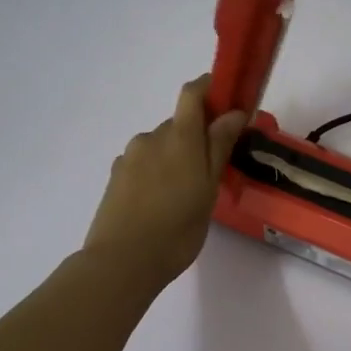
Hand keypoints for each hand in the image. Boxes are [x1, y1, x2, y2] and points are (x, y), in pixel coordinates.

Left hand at [83, 75, 247, 289]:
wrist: (121, 262)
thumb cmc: (177, 229)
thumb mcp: (208, 189)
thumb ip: (218, 147)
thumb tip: (233, 112)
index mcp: (178, 137)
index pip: (192, 93)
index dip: (211, 88)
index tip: (230, 101)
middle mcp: (151, 138)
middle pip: (179, 123)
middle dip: (198, 137)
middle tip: (215, 169)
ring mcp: (129, 157)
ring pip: (161, 146)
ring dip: (177, 157)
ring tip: (187, 194)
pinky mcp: (116, 177)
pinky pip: (145, 163)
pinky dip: (159, 173)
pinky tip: (163, 203)